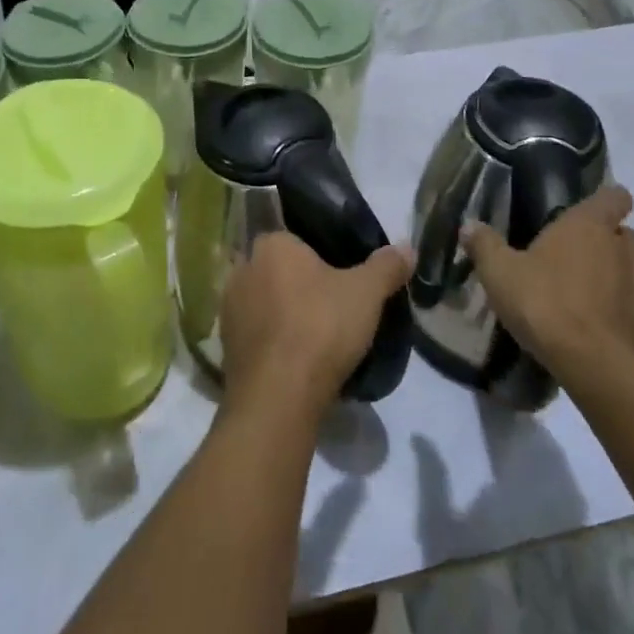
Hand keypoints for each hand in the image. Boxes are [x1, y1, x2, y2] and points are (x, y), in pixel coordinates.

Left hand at [219, 232, 412, 420]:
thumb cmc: (320, 327)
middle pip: (278, 269)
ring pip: (264, 302)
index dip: (319, 256)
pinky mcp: (226, 346)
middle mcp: (243, 268)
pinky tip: (296, 359)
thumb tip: (407, 248)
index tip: (340, 277)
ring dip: (284, 314)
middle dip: (300, 284)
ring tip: (316, 336)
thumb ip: (387, 266)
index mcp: (271, 244)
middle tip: (331, 307)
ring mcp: (229, 308)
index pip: (295, 237)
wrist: (278, 396)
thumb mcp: (366, 293)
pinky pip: (256, 334)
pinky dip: (272, 342)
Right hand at [463, 186, 633, 382]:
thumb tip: (469, 225)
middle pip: (625, 236)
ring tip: (592, 308)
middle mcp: (626, 251)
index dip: (606, 200)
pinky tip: (612, 342)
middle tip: (577, 265)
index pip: (613, 196)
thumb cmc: (548, 306)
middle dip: (608, 246)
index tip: (591, 212)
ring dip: (622, 285)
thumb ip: (485, 246)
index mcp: (590, 227)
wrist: (605, 372)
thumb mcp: (501, 275)